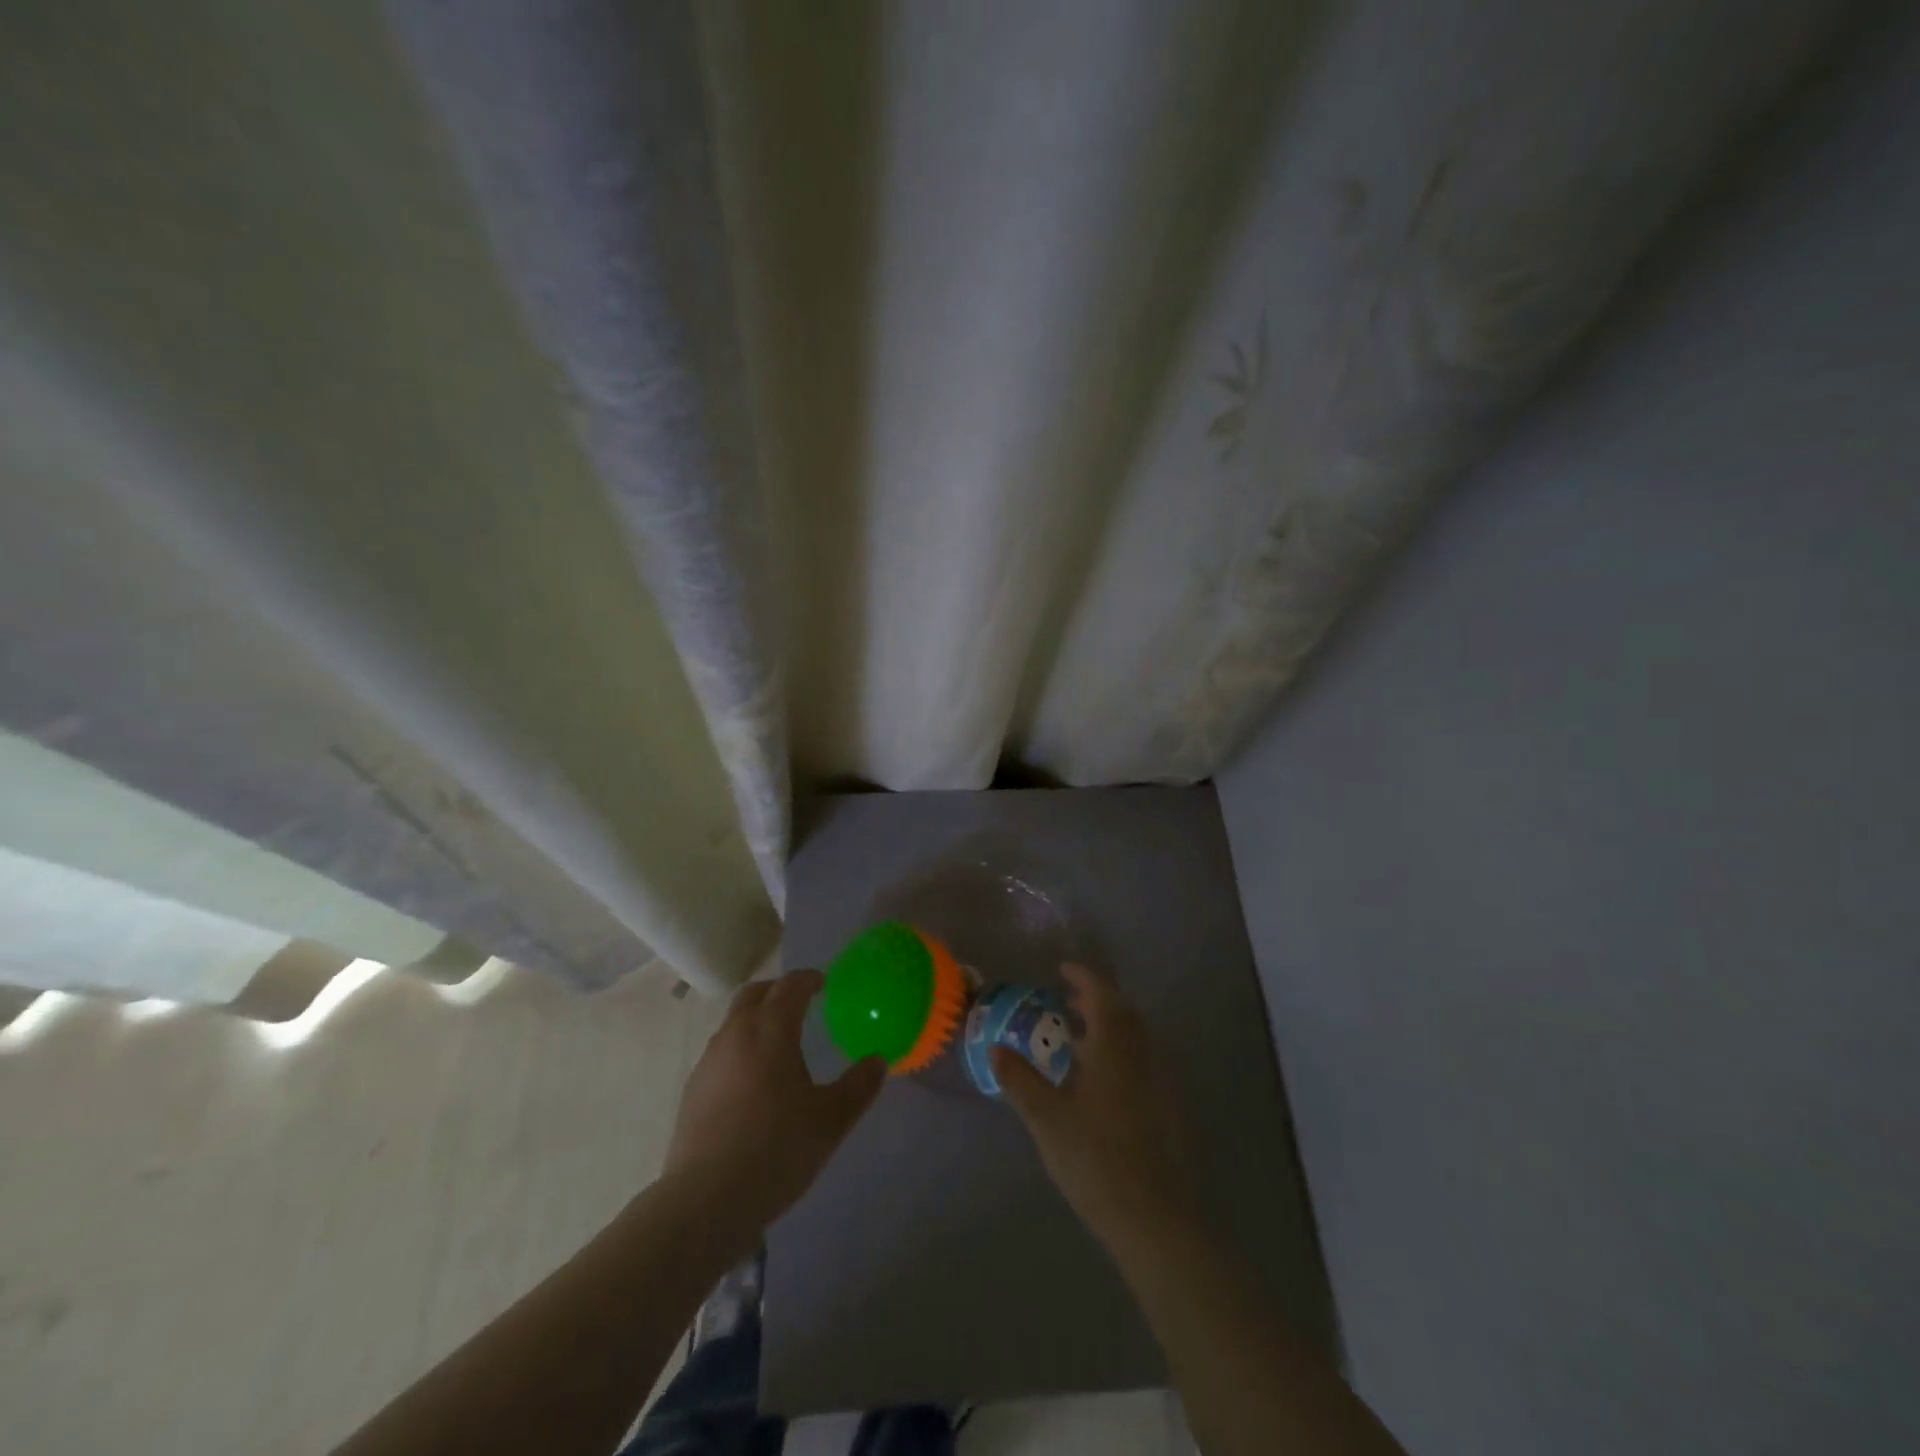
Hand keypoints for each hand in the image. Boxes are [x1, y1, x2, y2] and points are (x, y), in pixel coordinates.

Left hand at [663, 969, 885, 1251]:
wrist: (705, 1202)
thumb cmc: (776, 1150)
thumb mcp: (831, 1120)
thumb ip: (859, 1086)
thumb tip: (878, 1061)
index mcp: (771, 1031)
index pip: (790, 986)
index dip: (809, 979)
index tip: (824, 984)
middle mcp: (735, 1035)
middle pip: (755, 993)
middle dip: (779, 991)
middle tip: (802, 1004)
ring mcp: (709, 1062)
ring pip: (734, 1022)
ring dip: (758, 1020)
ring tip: (781, 1047)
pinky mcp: (693, 1091)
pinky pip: (722, 1052)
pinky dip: (742, 1049)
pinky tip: (755, 1084)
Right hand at [992, 964, 1196, 1255]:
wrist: (1157, 1221)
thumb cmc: (1097, 1161)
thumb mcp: (1047, 1120)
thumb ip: (1020, 1080)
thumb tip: (995, 1047)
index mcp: (1116, 1050)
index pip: (1103, 996)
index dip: (1084, 977)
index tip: (1063, 969)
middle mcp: (1144, 1058)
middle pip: (1124, 1014)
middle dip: (1096, 1001)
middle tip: (1066, 1002)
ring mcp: (1161, 1085)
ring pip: (1135, 1040)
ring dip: (1108, 1029)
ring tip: (1077, 1040)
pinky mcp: (1169, 1112)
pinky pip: (1143, 1064)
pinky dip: (1120, 1055)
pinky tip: (1101, 1084)